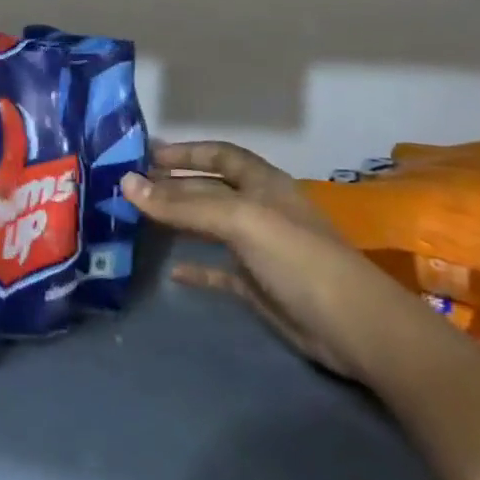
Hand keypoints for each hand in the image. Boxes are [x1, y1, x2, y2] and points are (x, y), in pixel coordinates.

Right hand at [122, 141, 430, 382]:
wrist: (353, 327)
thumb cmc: (297, 258)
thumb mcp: (239, 221)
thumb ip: (182, 204)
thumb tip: (126, 183)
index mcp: (263, 184)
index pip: (220, 155)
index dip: (186, 152)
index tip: (146, 155)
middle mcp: (260, 210)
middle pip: (210, 189)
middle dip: (174, 185)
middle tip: (130, 187)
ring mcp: (258, 248)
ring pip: (210, 227)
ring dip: (178, 221)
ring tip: (139, 219)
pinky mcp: (256, 285)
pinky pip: (217, 270)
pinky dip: (194, 267)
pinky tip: (170, 270)